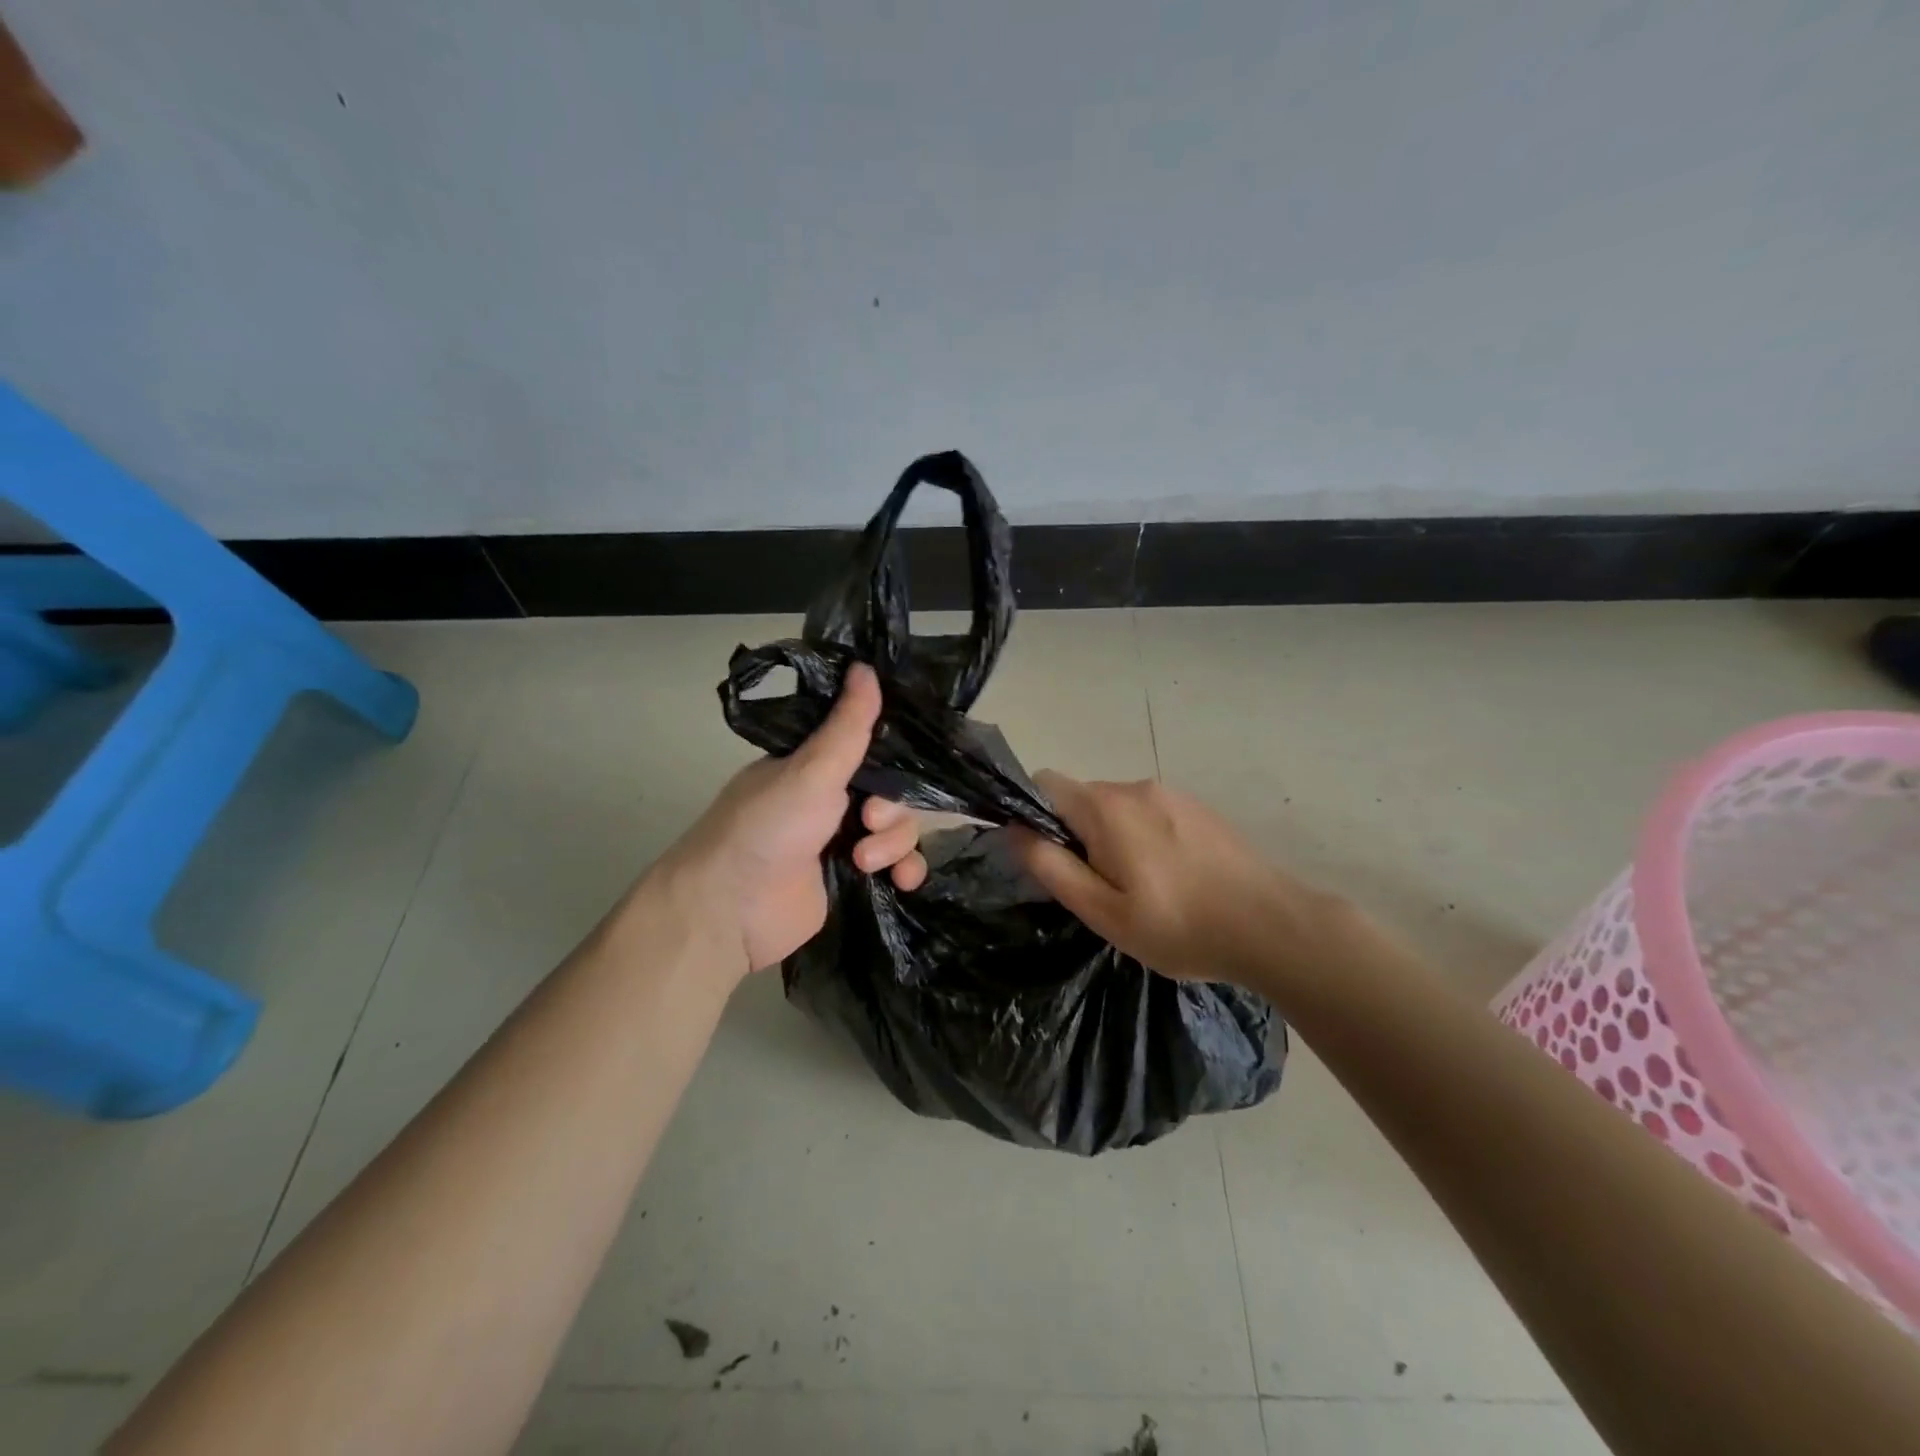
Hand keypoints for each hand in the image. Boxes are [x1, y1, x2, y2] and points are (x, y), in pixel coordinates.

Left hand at [655, 664, 926, 979]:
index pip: (873, 746)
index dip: (892, 756)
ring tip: (863, 861)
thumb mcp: (811, 770)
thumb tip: (865, 664)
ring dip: (894, 844)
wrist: (732, 910)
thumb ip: (848, 724)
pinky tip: (903, 881)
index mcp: (818, 764)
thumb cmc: (768, 827)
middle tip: (868, 822)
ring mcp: (843, 839)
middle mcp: (833, 797)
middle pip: (894, 790)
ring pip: (899, 828)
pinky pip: (898, 866)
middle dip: (891, 809)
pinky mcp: (851, 878)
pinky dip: (905, 871)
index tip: (896, 766)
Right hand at [1008, 771, 1345, 991]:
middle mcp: (1136, 787)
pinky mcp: (1199, 808)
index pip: (1044, 783)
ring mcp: (1172, 794)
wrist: (1272, 927)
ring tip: (1139, 889)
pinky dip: (1143, 838)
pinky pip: (1150, 813)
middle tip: (1098, 889)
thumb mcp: (1103, 910)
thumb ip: (1051, 865)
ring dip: (1111, 838)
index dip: (1032, 815)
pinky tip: (1170, 878)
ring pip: (1117, 808)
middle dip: (1075, 834)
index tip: (1049, 858)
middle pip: (1082, 798)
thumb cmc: (1178, 926)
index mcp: (1106, 807)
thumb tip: (1013, 829)